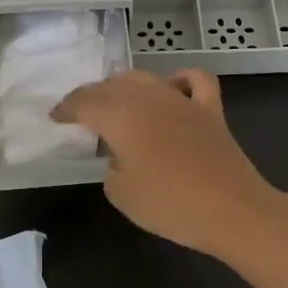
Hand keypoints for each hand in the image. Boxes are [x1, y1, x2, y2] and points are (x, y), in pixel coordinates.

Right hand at [51, 70, 287, 260]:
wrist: (233, 211)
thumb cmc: (170, 204)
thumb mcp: (121, 194)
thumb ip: (111, 167)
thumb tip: (119, 156)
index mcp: (120, 115)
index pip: (84, 102)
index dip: (66, 108)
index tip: (55, 117)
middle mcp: (148, 97)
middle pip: (112, 85)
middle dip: (92, 95)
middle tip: (81, 111)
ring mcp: (182, 100)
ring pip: (146, 77)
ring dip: (126, 85)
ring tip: (117, 99)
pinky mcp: (210, 110)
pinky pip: (194, 80)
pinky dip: (179, 79)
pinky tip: (173, 87)